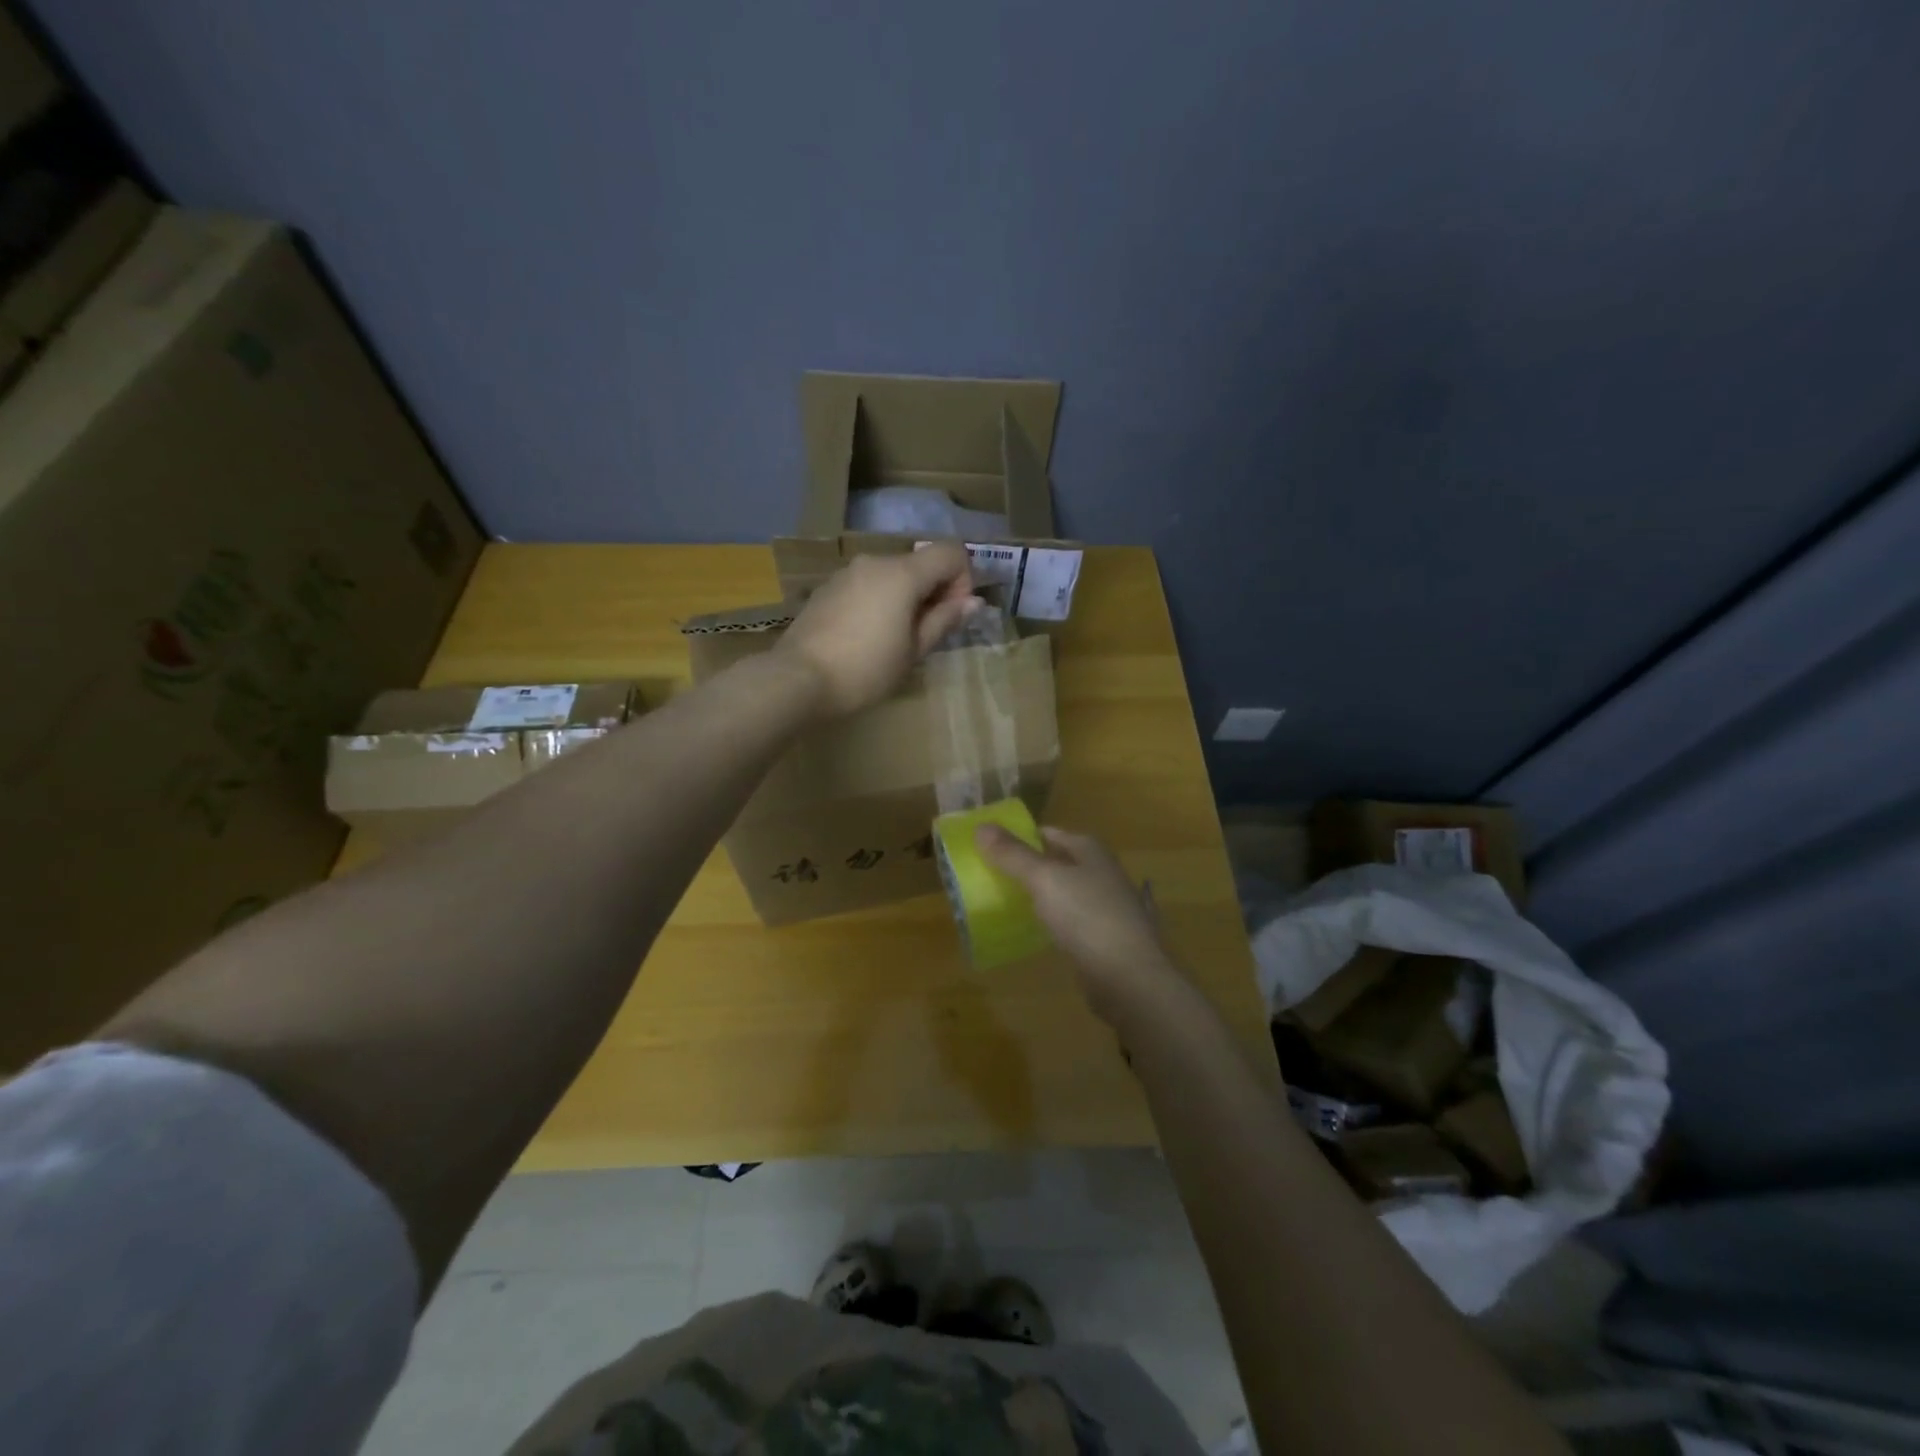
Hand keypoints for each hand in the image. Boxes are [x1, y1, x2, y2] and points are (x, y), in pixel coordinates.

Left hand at [777, 545, 978, 717]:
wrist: (798, 679)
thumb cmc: (865, 669)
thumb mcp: (914, 651)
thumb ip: (944, 620)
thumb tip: (973, 601)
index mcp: (902, 573)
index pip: (950, 552)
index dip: (962, 579)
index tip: (951, 615)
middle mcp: (875, 562)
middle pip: (920, 562)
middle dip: (933, 591)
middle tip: (925, 634)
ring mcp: (847, 573)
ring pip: (892, 574)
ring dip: (905, 598)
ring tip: (894, 639)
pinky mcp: (827, 588)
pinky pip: (867, 585)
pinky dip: (879, 601)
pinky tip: (866, 637)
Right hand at [975, 824, 1185, 1028]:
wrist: (1129, 978)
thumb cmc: (1087, 917)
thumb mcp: (1044, 880)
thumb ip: (1013, 855)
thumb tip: (981, 826)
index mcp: (1090, 851)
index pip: (1049, 833)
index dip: (1020, 836)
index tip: (989, 846)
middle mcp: (1103, 872)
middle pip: (1058, 861)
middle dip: (1029, 866)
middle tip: (991, 875)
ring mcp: (1108, 906)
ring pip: (1066, 892)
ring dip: (1041, 894)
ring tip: (1005, 901)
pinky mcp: (1106, 938)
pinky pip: (1072, 920)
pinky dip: (1053, 920)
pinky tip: (1035, 930)